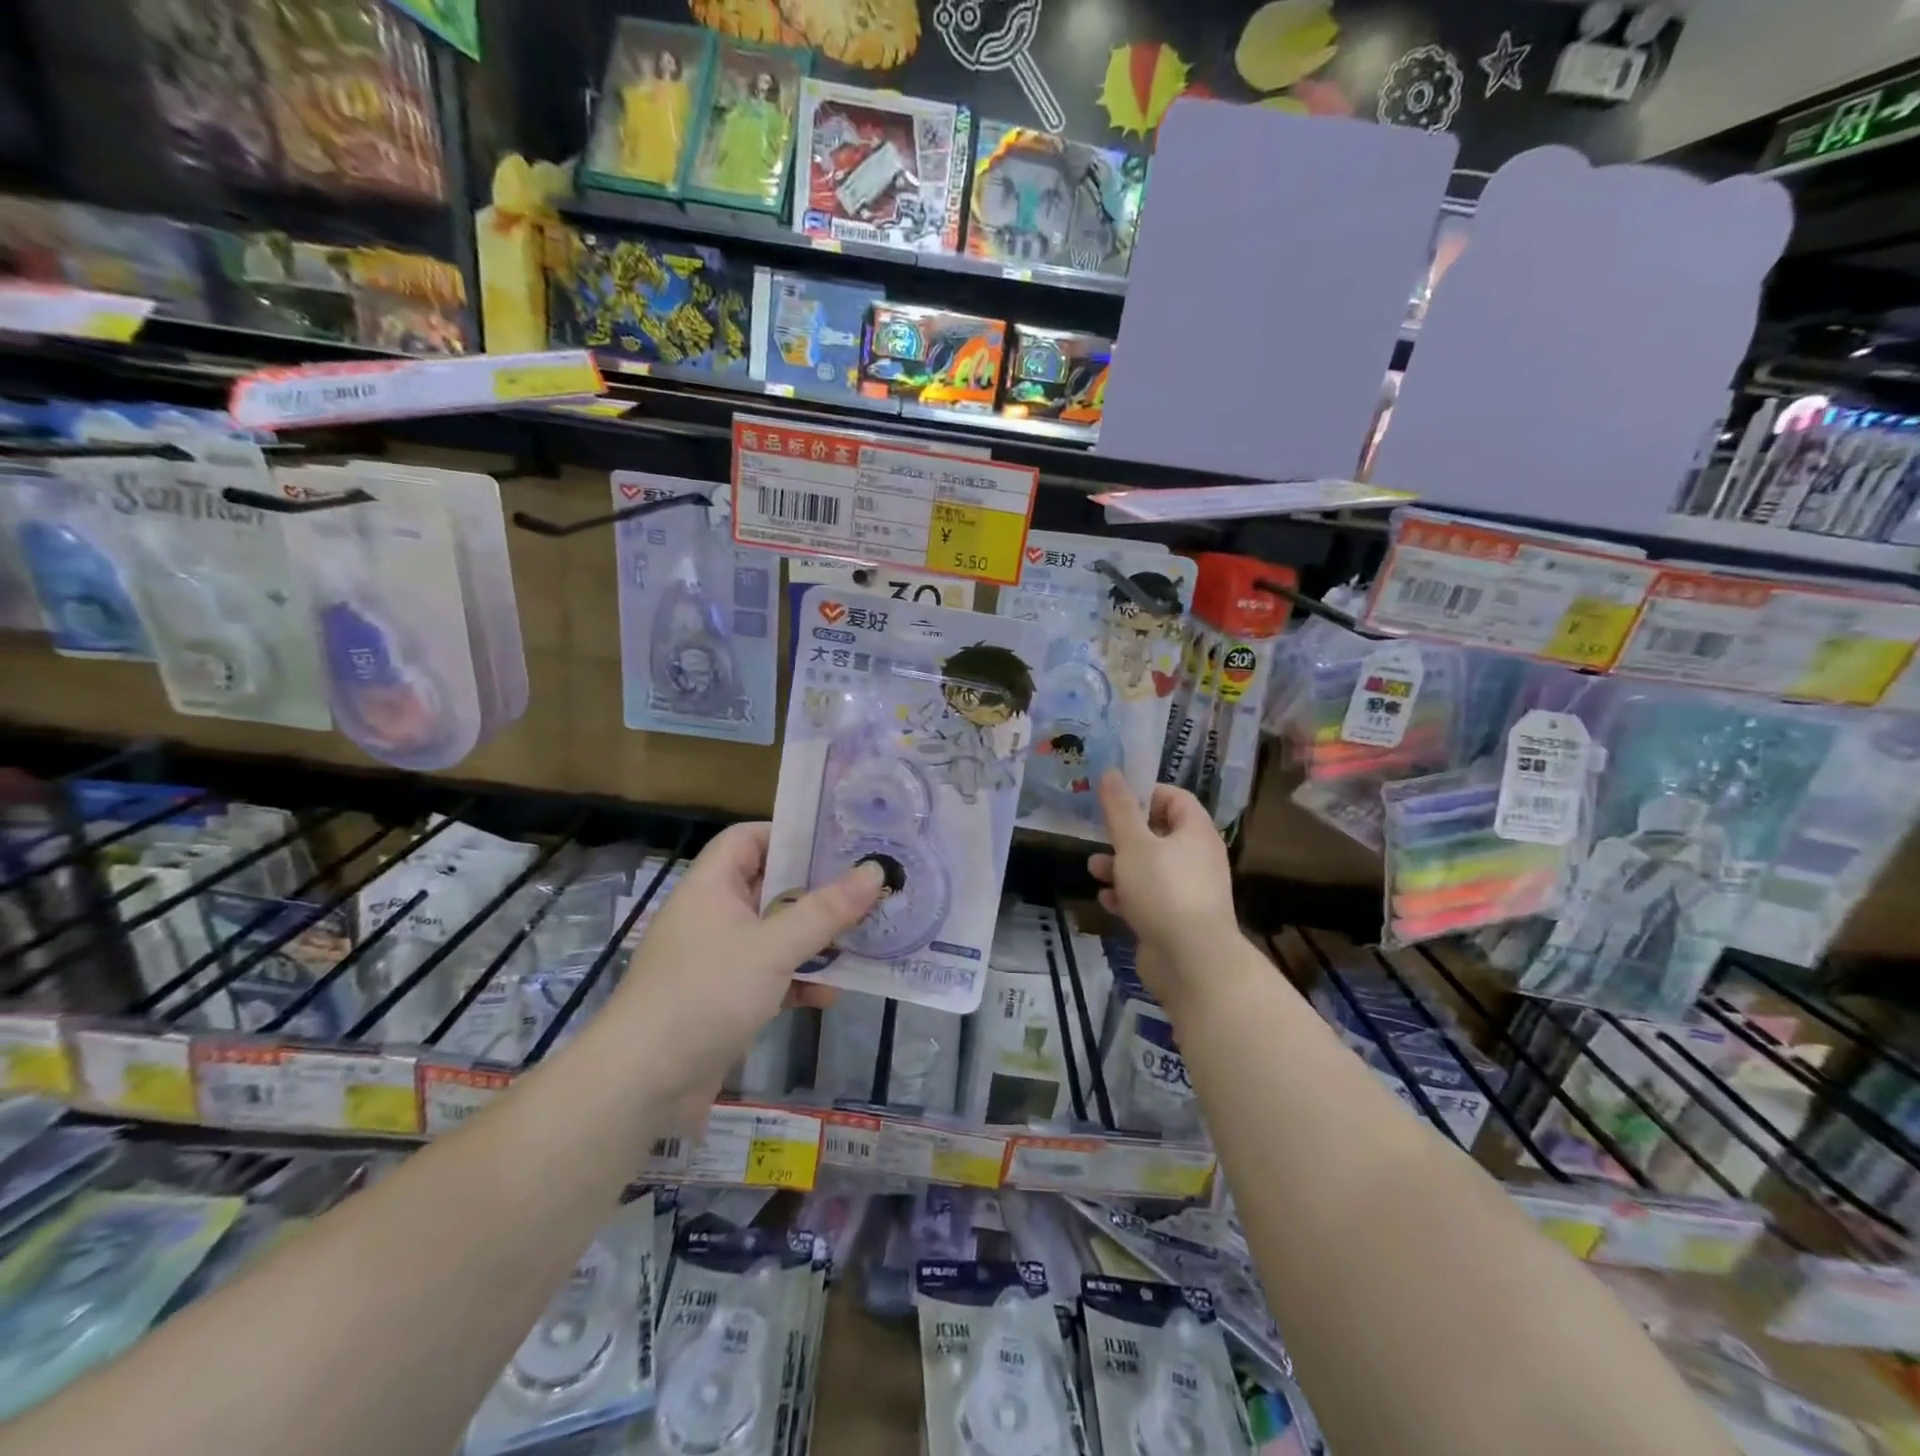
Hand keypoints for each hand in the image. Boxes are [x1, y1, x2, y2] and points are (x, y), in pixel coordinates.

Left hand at [613, 823, 882, 1103]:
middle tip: (866, 887)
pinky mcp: (724, 998)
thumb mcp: (773, 947)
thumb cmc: (706, 993)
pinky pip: (770, 975)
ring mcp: (718, 958)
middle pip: (770, 886)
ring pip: (775, 934)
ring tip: (862, 940)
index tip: (836, 843)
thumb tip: (875, 870)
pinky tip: (830, 994)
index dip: (789, 834)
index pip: (748, 838)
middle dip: (817, 891)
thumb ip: (826, 910)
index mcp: (712, 886)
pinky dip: (798, 980)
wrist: (643, 1083)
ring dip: (814, 940)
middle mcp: (713, 915)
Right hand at [1089, 772, 1240, 1016]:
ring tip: (1095, 870)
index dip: (1146, 793)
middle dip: (1125, 835)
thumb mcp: (1134, 843)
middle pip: (1160, 834)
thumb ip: (1120, 809)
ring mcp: (1188, 891)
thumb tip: (1112, 772)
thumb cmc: (1163, 890)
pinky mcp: (1176, 920)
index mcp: (1195, 833)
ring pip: (1150, 868)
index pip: (1176, 798)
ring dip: (1120, 867)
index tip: (1115, 799)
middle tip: (1098, 833)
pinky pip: (1149, 898)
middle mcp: (1197, 858)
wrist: (1190, 961)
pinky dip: (1128, 896)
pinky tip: (1108, 901)